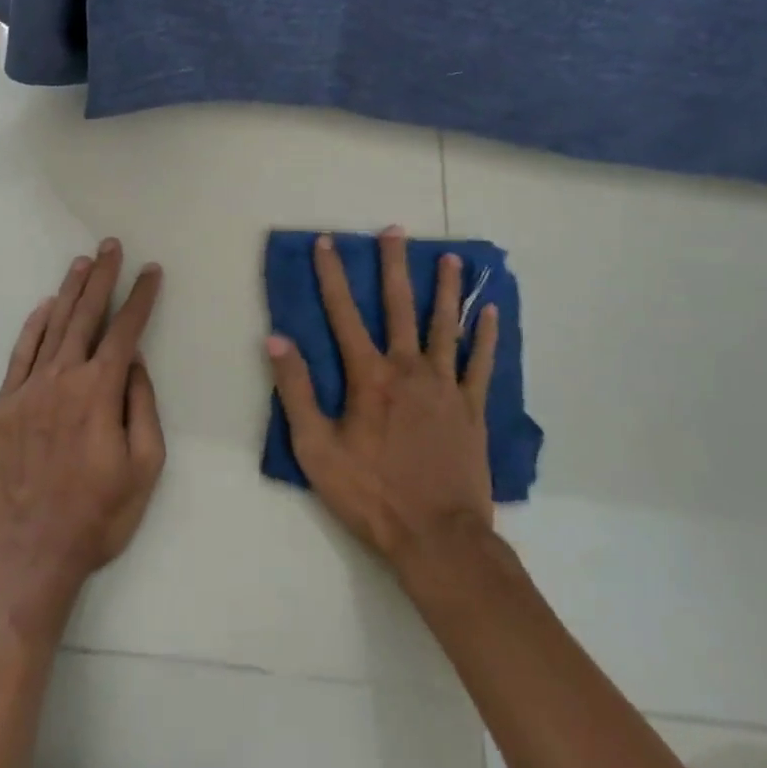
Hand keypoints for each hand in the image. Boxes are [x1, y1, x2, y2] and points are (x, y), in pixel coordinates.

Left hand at [0, 242, 165, 631]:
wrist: (24, 561)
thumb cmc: (96, 518)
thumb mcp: (144, 468)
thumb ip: (142, 407)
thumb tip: (136, 364)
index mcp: (100, 392)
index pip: (126, 331)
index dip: (141, 298)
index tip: (151, 271)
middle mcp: (63, 379)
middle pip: (86, 316)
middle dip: (102, 278)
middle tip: (110, 247)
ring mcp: (27, 391)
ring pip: (52, 328)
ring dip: (69, 292)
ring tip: (82, 263)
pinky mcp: (1, 408)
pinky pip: (19, 356)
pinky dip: (33, 327)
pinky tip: (44, 308)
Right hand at [266, 227, 498, 570]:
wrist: (437, 537)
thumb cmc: (371, 495)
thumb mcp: (316, 449)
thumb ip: (296, 391)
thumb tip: (276, 340)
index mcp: (369, 377)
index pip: (343, 314)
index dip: (332, 275)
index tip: (326, 242)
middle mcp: (408, 368)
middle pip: (399, 306)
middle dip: (393, 265)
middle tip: (394, 230)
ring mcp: (445, 386)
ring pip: (445, 325)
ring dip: (445, 289)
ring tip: (448, 258)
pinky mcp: (472, 408)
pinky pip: (481, 363)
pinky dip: (485, 336)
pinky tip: (490, 311)